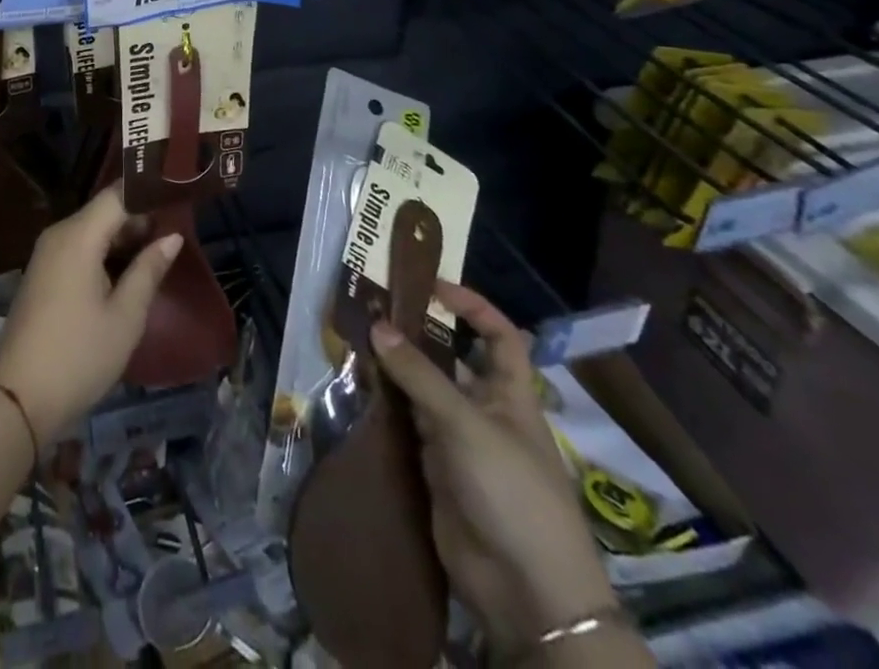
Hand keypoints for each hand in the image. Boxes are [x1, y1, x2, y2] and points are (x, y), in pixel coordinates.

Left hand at [0, 187, 180, 441]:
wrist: (19, 397)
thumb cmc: (80, 355)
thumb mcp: (125, 315)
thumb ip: (149, 269)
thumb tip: (172, 236)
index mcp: (78, 235)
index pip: (117, 195)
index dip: (148, 193)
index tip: (179, 195)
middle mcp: (59, 234)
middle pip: (104, 210)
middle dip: (140, 216)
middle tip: (179, 226)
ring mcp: (47, 253)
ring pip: (92, 229)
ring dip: (124, 236)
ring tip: (162, 247)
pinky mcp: (43, 273)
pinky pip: (79, 247)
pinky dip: (105, 252)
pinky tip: (130, 269)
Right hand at [370, 282, 614, 655]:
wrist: (525, 592)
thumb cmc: (512, 492)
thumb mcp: (466, 425)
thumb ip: (420, 375)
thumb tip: (378, 325)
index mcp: (510, 395)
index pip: (499, 335)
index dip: (472, 307)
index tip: (431, 286)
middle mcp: (484, 411)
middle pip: (450, 361)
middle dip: (416, 336)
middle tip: (371, 310)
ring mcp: (458, 441)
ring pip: (421, 391)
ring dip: (393, 370)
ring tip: (353, 341)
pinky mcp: (434, 469)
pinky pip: (406, 425)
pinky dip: (384, 406)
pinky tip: (355, 388)